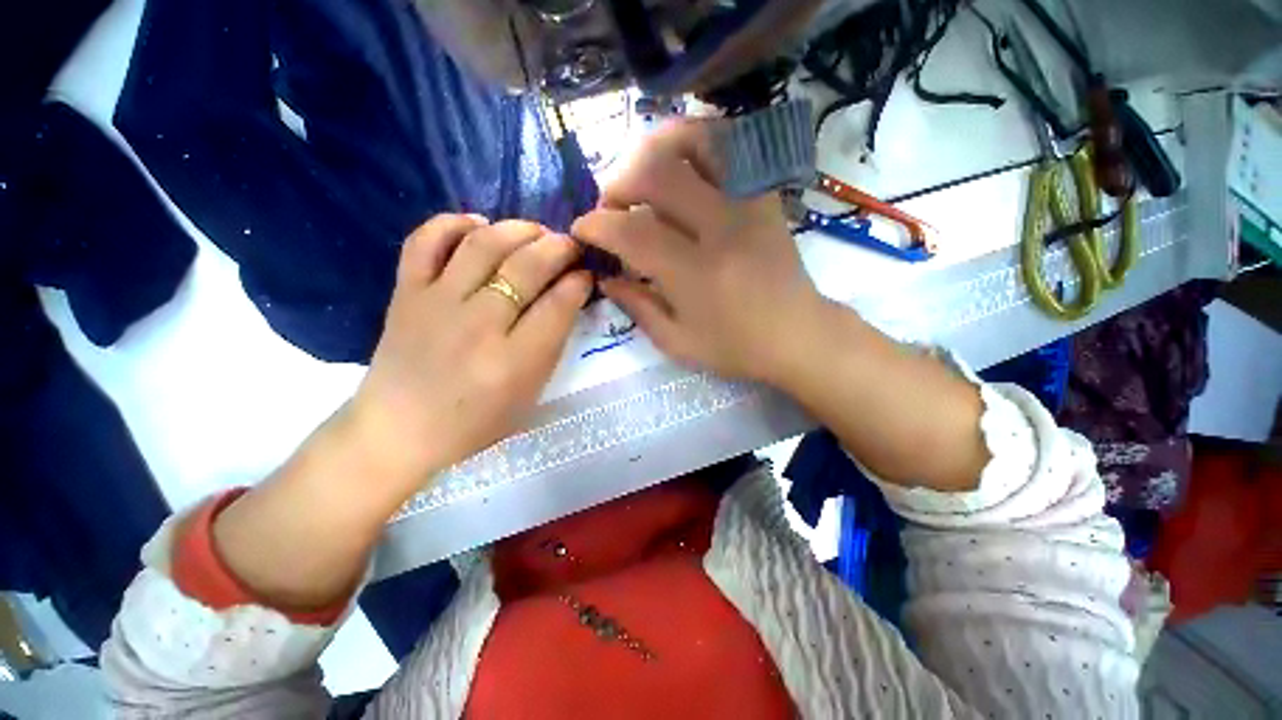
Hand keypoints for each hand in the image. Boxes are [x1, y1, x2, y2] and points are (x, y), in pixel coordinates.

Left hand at [350, 215, 590, 494]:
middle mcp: (478, 324)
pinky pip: (425, 240)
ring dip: (518, 229)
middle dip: (559, 248)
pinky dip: (454, 223)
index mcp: (515, 361)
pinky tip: (478, 224)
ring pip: (484, 244)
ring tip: (536, 232)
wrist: (400, 430)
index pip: (559, 304)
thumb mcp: (531, 391)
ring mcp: (437, 303)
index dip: (579, 282)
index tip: (586, 275)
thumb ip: (553, 342)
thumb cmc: (476, 421)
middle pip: (527, 267)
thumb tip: (568, 297)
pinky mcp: (405, 292)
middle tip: (570, 246)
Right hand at [572, 121, 827, 383]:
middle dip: (619, 181)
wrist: (798, 336)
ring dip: (656, 148)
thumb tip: (605, 278)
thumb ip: (637, 307)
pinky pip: (729, 149)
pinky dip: (695, 144)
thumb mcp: (677, 342)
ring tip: (641, 172)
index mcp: (694, 275)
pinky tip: (679, 164)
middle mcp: (720, 229)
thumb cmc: (735, 348)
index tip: (581, 230)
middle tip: (611, 204)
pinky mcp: (764, 196)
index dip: (596, 225)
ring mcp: (747, 205)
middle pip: (658, 174)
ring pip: (696, 144)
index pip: (632, 232)